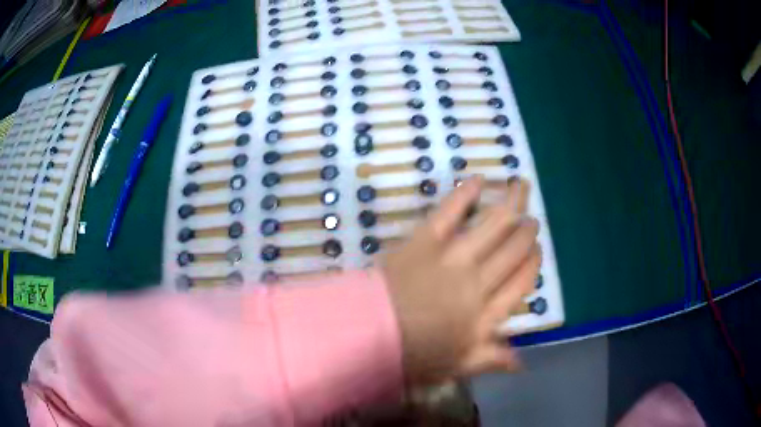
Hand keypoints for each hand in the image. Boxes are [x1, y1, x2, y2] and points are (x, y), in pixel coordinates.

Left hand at [381, 176, 540, 384]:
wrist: (370, 334)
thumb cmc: (414, 355)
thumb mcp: (456, 367)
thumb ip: (491, 360)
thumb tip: (521, 364)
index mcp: (486, 313)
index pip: (521, 283)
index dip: (533, 264)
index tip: (538, 252)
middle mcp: (478, 280)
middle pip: (512, 250)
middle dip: (527, 232)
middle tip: (533, 220)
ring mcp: (452, 256)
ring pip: (492, 225)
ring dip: (511, 204)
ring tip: (522, 186)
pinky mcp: (425, 240)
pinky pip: (450, 212)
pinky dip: (464, 194)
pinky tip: (478, 179)